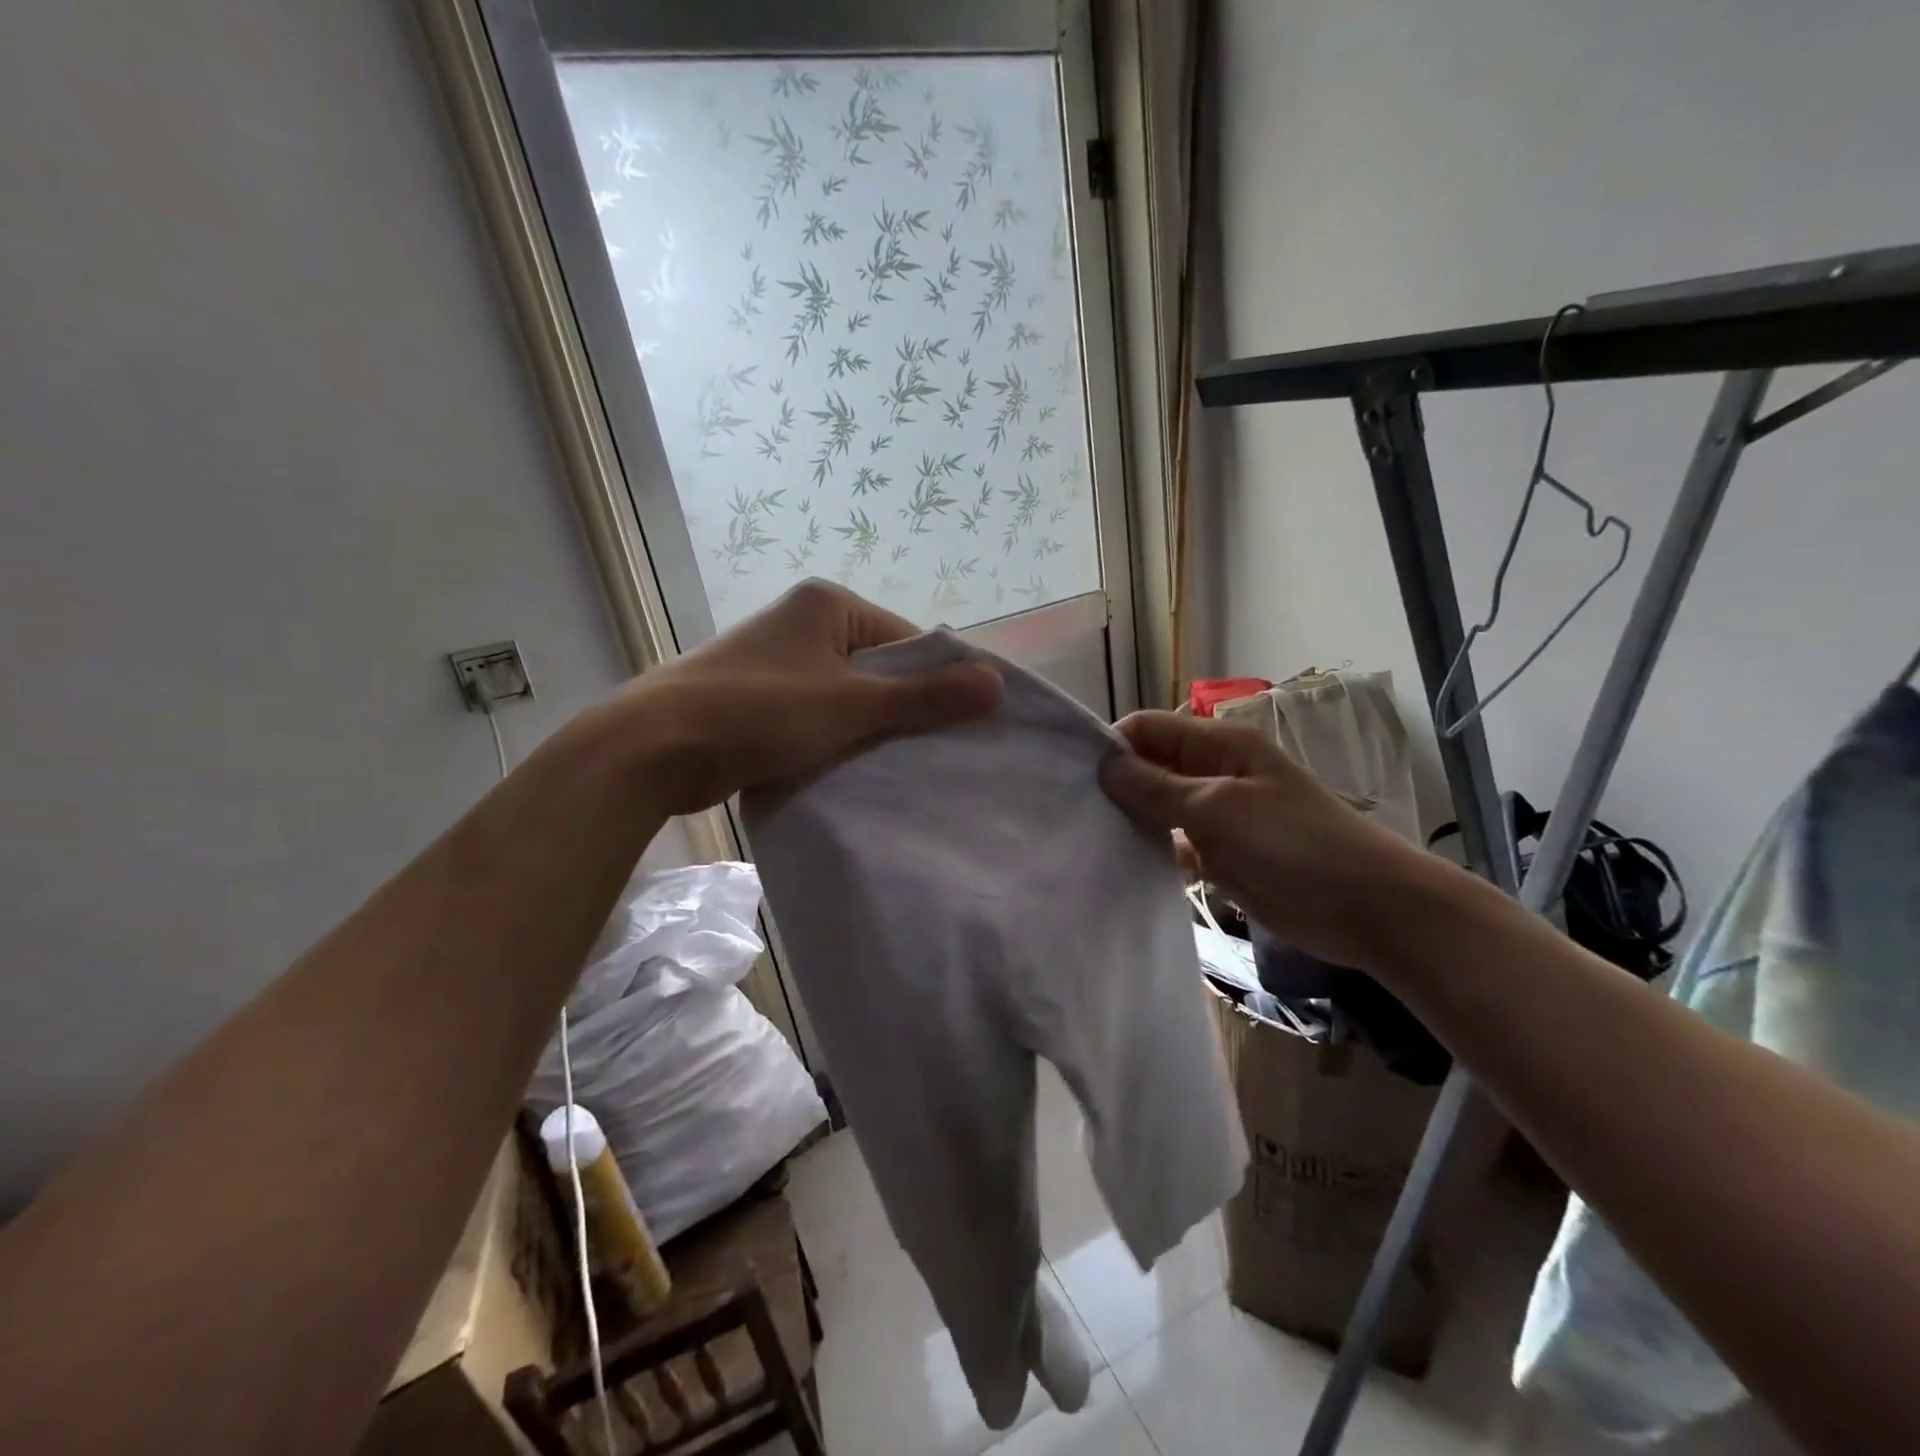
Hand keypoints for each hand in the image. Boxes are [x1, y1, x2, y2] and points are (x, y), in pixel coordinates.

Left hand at [626, 580, 1001, 815]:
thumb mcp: (852, 705)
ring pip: (845, 696)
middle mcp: (803, 623)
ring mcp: (777, 662)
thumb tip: (997, 684)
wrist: (654, 748)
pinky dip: (832, 739)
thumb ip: (924, 697)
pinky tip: (845, 769)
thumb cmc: (760, 711)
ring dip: (865, 729)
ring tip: (890, 767)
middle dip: (900, 709)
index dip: (936, 682)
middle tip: (928, 754)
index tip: (957, 728)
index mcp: (828, 605)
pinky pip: (814, 715)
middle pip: (876, 668)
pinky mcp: (757, 699)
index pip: (906, 640)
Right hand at [1099, 711, 1433, 970]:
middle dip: (1117, 786)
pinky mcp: (1222, 854)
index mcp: (1218, 745)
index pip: (1149, 729)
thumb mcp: (1217, 808)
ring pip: (1160, 808)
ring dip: (1133, 821)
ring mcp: (1218, 815)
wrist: (1365, 906)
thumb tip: (1105, 765)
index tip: (1077, 778)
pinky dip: (1155, 852)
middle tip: (1076, 814)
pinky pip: (1176, 844)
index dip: (1113, 746)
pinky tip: (1125, 867)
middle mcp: (1214, 773)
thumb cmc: (1292, 843)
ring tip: (1091, 841)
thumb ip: (1157, 787)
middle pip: (1151, 767)